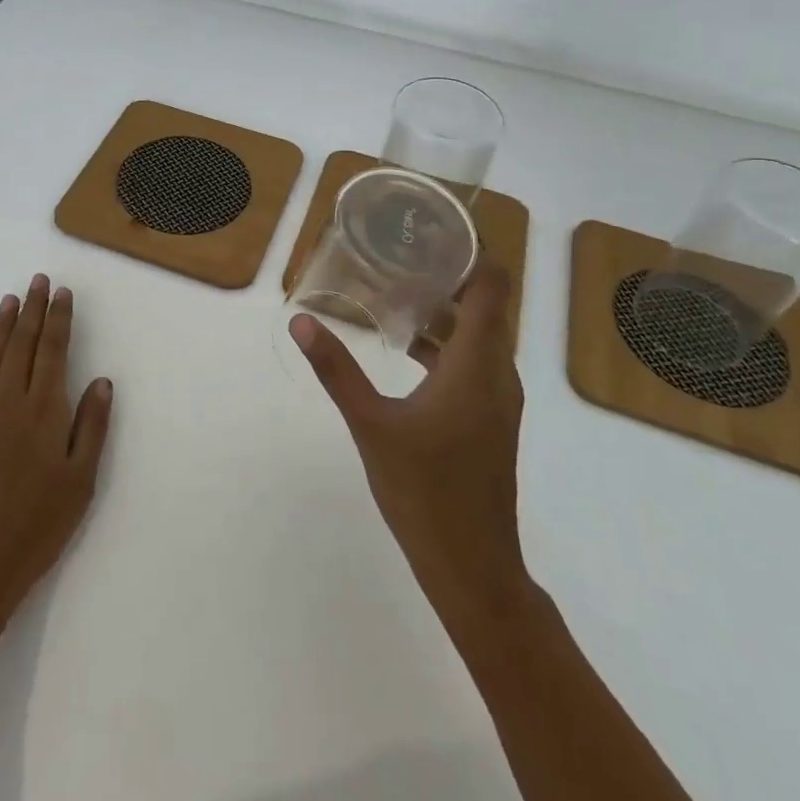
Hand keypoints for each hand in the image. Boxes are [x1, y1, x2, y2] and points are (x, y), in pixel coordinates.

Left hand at [0, 274, 113, 631]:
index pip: (53, 351)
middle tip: (37, 281)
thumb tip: (101, 381)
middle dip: (31, 310)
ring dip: (1, 326)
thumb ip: (91, 427)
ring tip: (9, 300)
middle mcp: (9, 401)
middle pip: (22, 345)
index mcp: (44, 411)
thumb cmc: (37, 525)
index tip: (61, 292)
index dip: (58, 319)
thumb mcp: (80, 481)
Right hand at [289, 265, 525, 607]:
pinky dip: (447, 345)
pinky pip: (474, 363)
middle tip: (402, 254)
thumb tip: (302, 321)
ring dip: (446, 312)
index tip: (434, 233)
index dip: (473, 253)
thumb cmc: (425, 491)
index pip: (494, 287)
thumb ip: (337, 369)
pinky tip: (405, 348)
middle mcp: (497, 374)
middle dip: (450, 276)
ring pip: (480, 337)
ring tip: (397, 291)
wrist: (473, 567)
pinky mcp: (489, 420)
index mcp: (477, 365)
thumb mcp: (371, 425)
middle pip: (486, 307)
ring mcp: (497, 400)